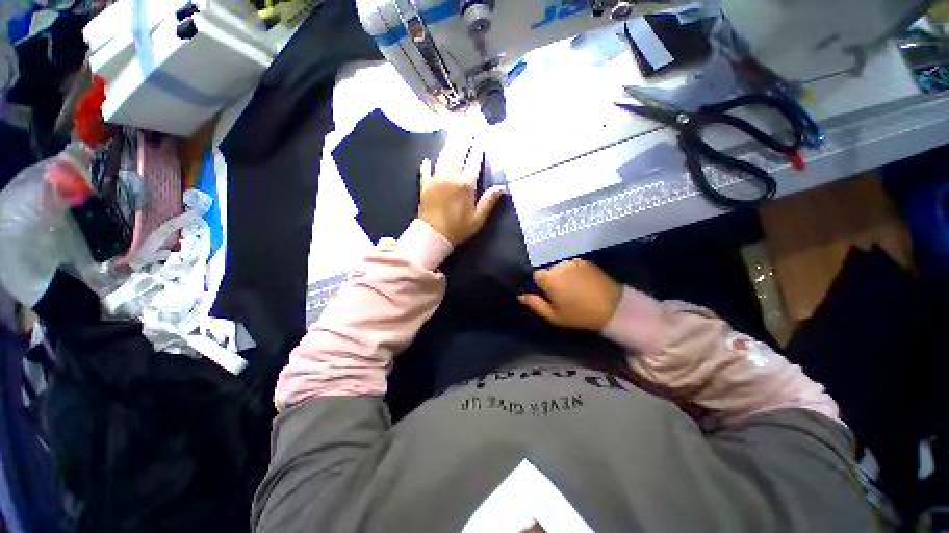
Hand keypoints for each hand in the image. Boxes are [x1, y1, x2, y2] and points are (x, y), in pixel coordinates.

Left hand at [418, 137, 505, 245]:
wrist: (433, 235)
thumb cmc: (458, 228)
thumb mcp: (477, 218)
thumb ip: (488, 201)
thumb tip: (502, 188)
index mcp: (465, 185)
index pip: (474, 162)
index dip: (478, 149)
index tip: (481, 137)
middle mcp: (450, 177)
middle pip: (458, 153)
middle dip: (464, 139)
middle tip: (468, 125)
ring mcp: (436, 180)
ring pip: (443, 158)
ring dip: (449, 146)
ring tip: (453, 135)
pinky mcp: (425, 186)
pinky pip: (425, 173)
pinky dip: (426, 166)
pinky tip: (426, 160)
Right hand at [519, 259, 622, 330]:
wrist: (612, 308)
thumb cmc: (579, 315)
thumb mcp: (554, 316)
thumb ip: (535, 304)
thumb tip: (520, 296)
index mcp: (550, 278)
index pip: (536, 275)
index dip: (540, 285)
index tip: (547, 294)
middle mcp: (559, 266)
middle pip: (548, 270)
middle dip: (551, 279)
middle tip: (561, 293)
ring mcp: (574, 262)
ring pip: (560, 267)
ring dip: (562, 275)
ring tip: (573, 288)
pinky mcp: (586, 262)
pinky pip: (572, 265)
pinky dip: (573, 272)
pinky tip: (581, 282)